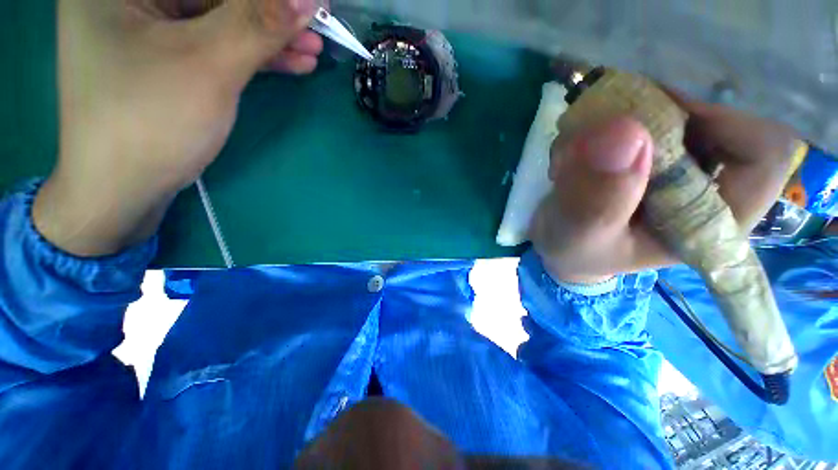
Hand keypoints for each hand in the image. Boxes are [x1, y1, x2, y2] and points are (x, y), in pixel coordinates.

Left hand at [34, 0, 321, 256]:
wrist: (122, 189)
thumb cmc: (149, 122)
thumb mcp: (208, 65)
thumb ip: (258, 24)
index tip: (308, 2)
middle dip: (269, 12)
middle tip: (316, 22)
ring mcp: (148, 30)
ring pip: (221, 20)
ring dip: (270, 36)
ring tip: (312, 48)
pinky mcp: (167, 59)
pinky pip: (217, 45)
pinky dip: (255, 55)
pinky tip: (291, 62)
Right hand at [530, 99, 802, 284]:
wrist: (563, 246)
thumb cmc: (577, 252)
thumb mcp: (582, 237)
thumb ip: (600, 200)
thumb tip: (622, 132)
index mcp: (714, 219)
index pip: (766, 154)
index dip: (723, 122)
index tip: (655, 118)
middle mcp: (709, 186)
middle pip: (718, 122)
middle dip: (654, 117)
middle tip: (598, 131)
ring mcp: (681, 168)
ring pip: (675, 115)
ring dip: (619, 121)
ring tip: (576, 150)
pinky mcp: (652, 157)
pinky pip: (642, 119)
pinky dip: (604, 125)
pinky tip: (575, 151)